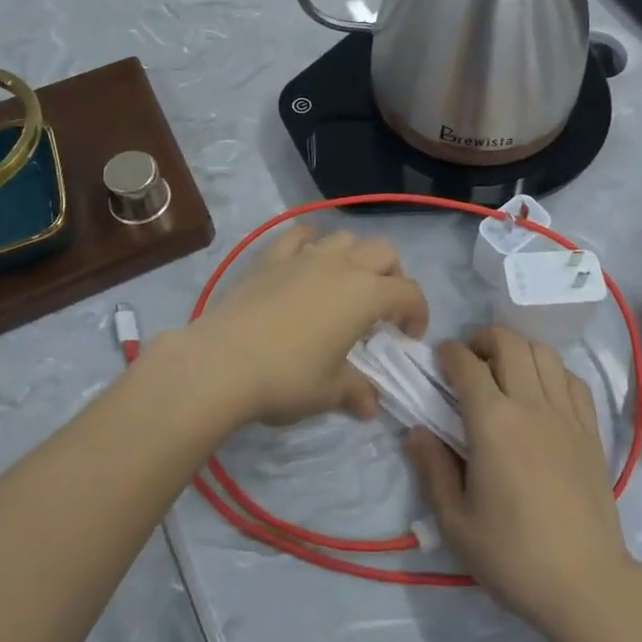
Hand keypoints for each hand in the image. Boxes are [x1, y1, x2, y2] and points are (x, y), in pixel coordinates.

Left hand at [180, 225, 428, 427]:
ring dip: (355, 256)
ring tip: (346, 284)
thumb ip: (356, 392)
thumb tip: (371, 405)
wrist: (223, 362)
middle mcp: (341, 266)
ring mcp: (304, 257)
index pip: (409, 292)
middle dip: (392, 275)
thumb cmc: (287, 378)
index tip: (407, 338)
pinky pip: (298, 236)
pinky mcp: (271, 258)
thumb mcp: (329, 392)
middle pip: (384, 251)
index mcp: (365, 295)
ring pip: (345, 238)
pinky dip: (310, 243)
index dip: (418, 313)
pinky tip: (306, 259)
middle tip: (381, 307)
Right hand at [406, 329, 636, 641]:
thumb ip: (432, 469)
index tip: (440, 359)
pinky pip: (573, 380)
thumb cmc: (513, 556)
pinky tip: (544, 392)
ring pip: (544, 353)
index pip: (467, 364)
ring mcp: (566, 415)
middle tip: (471, 359)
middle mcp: (530, 405)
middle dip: (484, 339)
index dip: (449, 353)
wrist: (586, 585)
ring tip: (506, 370)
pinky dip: (554, 372)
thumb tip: (416, 432)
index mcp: (493, 422)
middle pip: (510, 342)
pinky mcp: (591, 431)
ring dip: (520, 349)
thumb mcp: (456, 523)